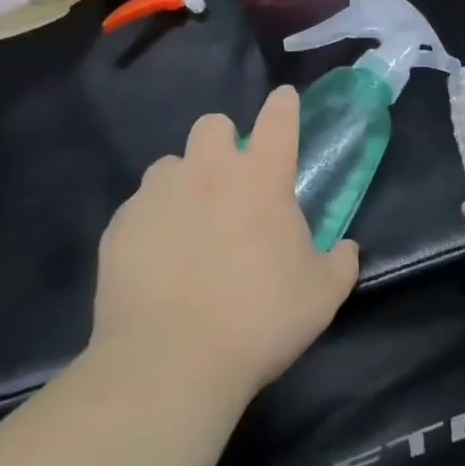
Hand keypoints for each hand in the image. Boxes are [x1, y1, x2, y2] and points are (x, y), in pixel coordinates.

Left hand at [88, 86, 358, 399]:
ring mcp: (157, 195)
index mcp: (261, 178)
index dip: (283, 105)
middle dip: (224, 142)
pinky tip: (157, 260)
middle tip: (232, 182)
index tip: (284, 103)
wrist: (170, 362)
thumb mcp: (322, 295)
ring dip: (185, 182)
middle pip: (213, 124)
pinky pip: (139, 207)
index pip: (278, 118)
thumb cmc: (260, 320)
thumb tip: (345, 248)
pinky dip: (152, 222)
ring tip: (189, 224)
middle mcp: (208, 172)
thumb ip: (340, 261)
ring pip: (170, 164)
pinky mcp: (120, 226)